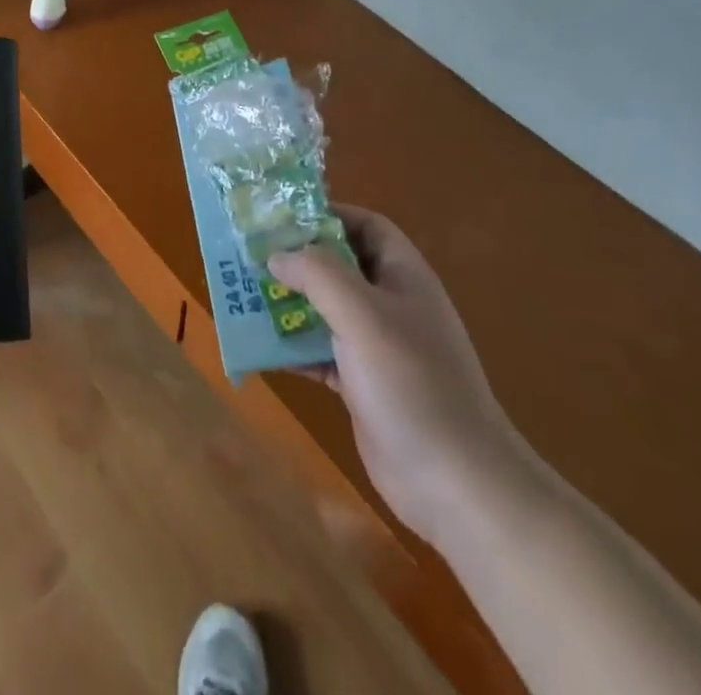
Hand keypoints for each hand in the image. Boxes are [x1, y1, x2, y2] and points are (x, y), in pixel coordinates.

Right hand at [270, 206, 529, 545]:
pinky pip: (321, 352)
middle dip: (297, 260)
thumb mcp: (361, 314)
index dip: (328, 215)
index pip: (366, 225)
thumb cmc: (412, 383)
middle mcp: (391, 305)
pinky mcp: (363, 384)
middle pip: (339, 266)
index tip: (281, 217)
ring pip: (326, 310)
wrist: (456, 484)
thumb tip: (276, 253)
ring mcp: (378, 347)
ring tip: (244, 295)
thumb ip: (317, 273)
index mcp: (402, 276)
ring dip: (289, 303)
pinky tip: (261, 348)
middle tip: (250, 255)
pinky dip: (293, 347)